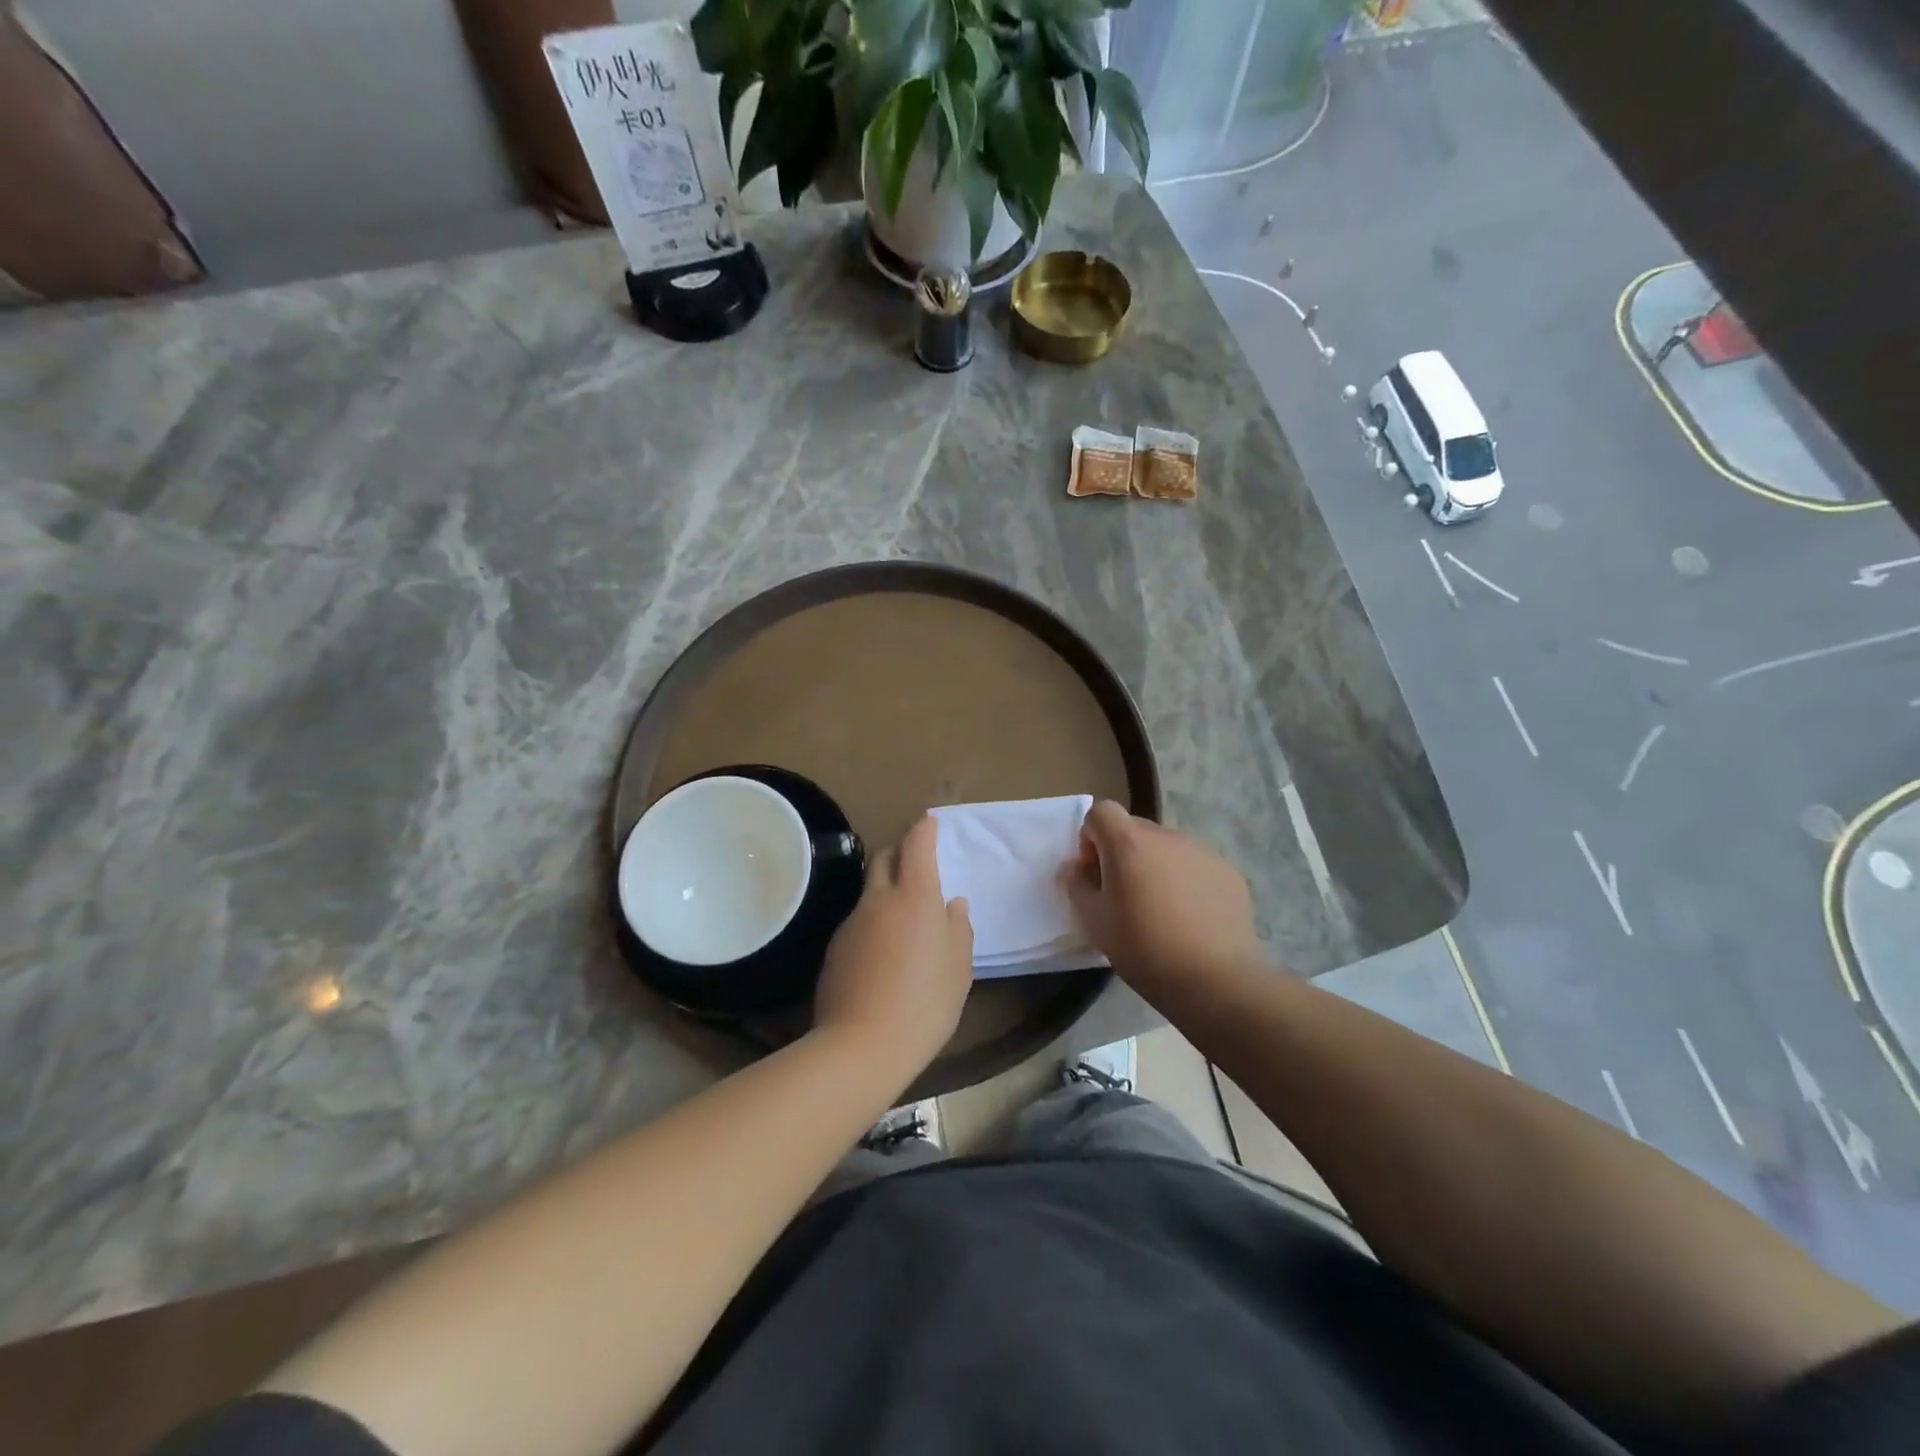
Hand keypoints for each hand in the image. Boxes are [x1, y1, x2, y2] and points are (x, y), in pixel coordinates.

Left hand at [813, 815, 972, 1087]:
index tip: (929, 821)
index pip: (916, 844)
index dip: (923, 829)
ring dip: (886, 892)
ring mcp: (851, 922)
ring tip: (903, 922)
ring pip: (869, 891)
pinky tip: (882, 955)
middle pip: (885, 858)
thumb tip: (953, 905)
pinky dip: (872, 922)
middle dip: (900, 853)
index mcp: (915, 897)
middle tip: (917, 867)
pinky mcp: (834, 947)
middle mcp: (879, 900)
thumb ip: (958, 930)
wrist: (861, 1047)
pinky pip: (858, 921)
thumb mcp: (958, 970)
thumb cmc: (925, 1004)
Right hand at [1064, 801, 1262, 1002]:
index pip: (1102, 811)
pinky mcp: (1228, 872)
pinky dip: (1186, 881)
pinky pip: (1195, 865)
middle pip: (1134, 829)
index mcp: (1129, 843)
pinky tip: (1191, 919)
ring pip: (1166, 848)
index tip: (1095, 873)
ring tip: (1161, 910)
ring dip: (1155, 867)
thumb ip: (1077, 886)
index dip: (1091, 837)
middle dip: (1122, 853)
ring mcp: (1202, 851)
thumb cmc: (1145, 948)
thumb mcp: (1095, 922)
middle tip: (1124, 895)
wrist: (1216, 980)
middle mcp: (1167, 836)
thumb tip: (1074, 868)